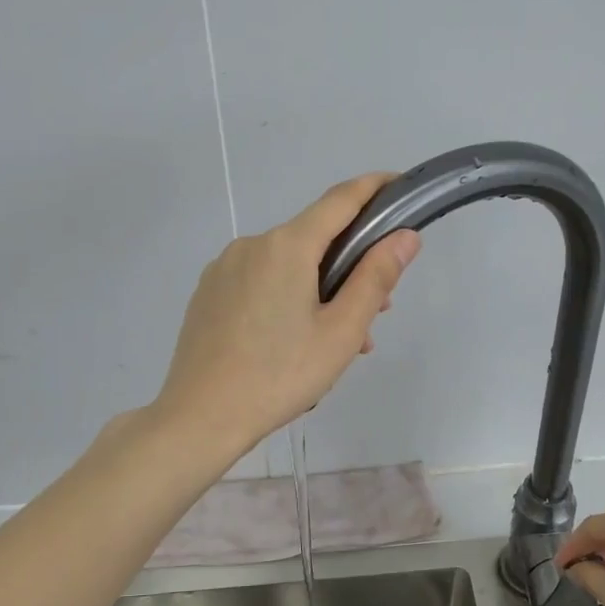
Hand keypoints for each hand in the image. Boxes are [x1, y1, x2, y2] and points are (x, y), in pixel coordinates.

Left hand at [155, 174, 420, 458]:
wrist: (200, 417)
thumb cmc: (280, 376)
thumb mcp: (341, 332)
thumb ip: (376, 278)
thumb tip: (405, 236)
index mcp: (287, 246)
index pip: (340, 199)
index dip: (375, 188)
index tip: (401, 188)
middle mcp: (252, 244)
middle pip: (314, 240)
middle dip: (350, 267)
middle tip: (374, 315)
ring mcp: (224, 268)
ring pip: (288, 266)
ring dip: (320, 291)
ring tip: (335, 345)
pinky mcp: (209, 292)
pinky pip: (261, 283)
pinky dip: (287, 300)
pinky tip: (293, 345)